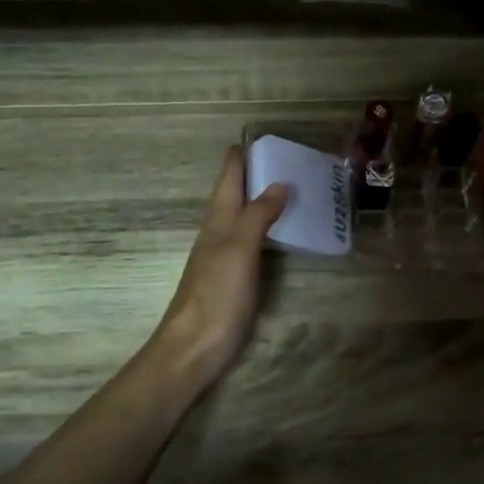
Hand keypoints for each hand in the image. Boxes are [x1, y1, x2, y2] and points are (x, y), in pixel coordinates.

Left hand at [149, 147, 288, 396]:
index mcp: (218, 220)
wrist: (193, 348)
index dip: (242, 154)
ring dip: (261, 199)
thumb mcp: (239, 249)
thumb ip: (258, 215)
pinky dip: (265, 227)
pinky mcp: (232, 279)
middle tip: (288, 158)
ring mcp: (224, 256)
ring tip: (290, 187)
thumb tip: (279, 182)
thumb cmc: (216, 295)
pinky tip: (279, 233)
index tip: (263, 135)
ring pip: (242, 216)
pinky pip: (251, 240)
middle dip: (255, 173)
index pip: (228, 177)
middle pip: (234, 194)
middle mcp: (218, 232)